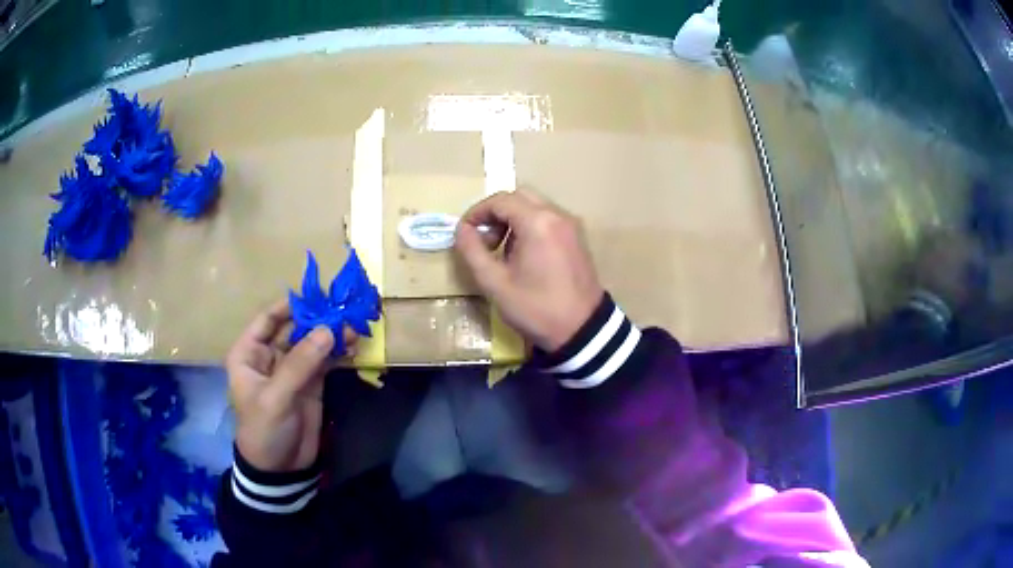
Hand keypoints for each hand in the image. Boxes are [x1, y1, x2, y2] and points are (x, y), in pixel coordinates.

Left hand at [226, 300, 353, 471]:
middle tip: (343, 308)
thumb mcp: (276, 397)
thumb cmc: (264, 429)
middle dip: (317, 318)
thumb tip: (328, 330)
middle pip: (294, 328)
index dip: (289, 305)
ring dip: (331, 335)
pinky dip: (338, 353)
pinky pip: (325, 361)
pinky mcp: (311, 384)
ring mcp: (292, 370)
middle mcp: (270, 356)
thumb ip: (300, 364)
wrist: (280, 469)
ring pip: (312, 343)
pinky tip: (353, 346)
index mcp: (249, 354)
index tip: (316, 295)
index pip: (267, 319)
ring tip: (354, 327)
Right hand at [454, 190, 603, 350]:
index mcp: (537, 222)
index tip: (465, 233)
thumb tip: (461, 230)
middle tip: (485, 240)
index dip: (477, 213)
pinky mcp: (577, 238)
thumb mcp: (495, 283)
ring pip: (535, 206)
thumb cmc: (536, 308)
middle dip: (496, 213)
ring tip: (502, 251)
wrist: (583, 330)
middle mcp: (557, 215)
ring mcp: (571, 225)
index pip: (500, 201)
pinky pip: (548, 219)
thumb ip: (473, 251)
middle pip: (519, 196)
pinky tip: (523, 255)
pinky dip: (530, 226)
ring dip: (513, 219)